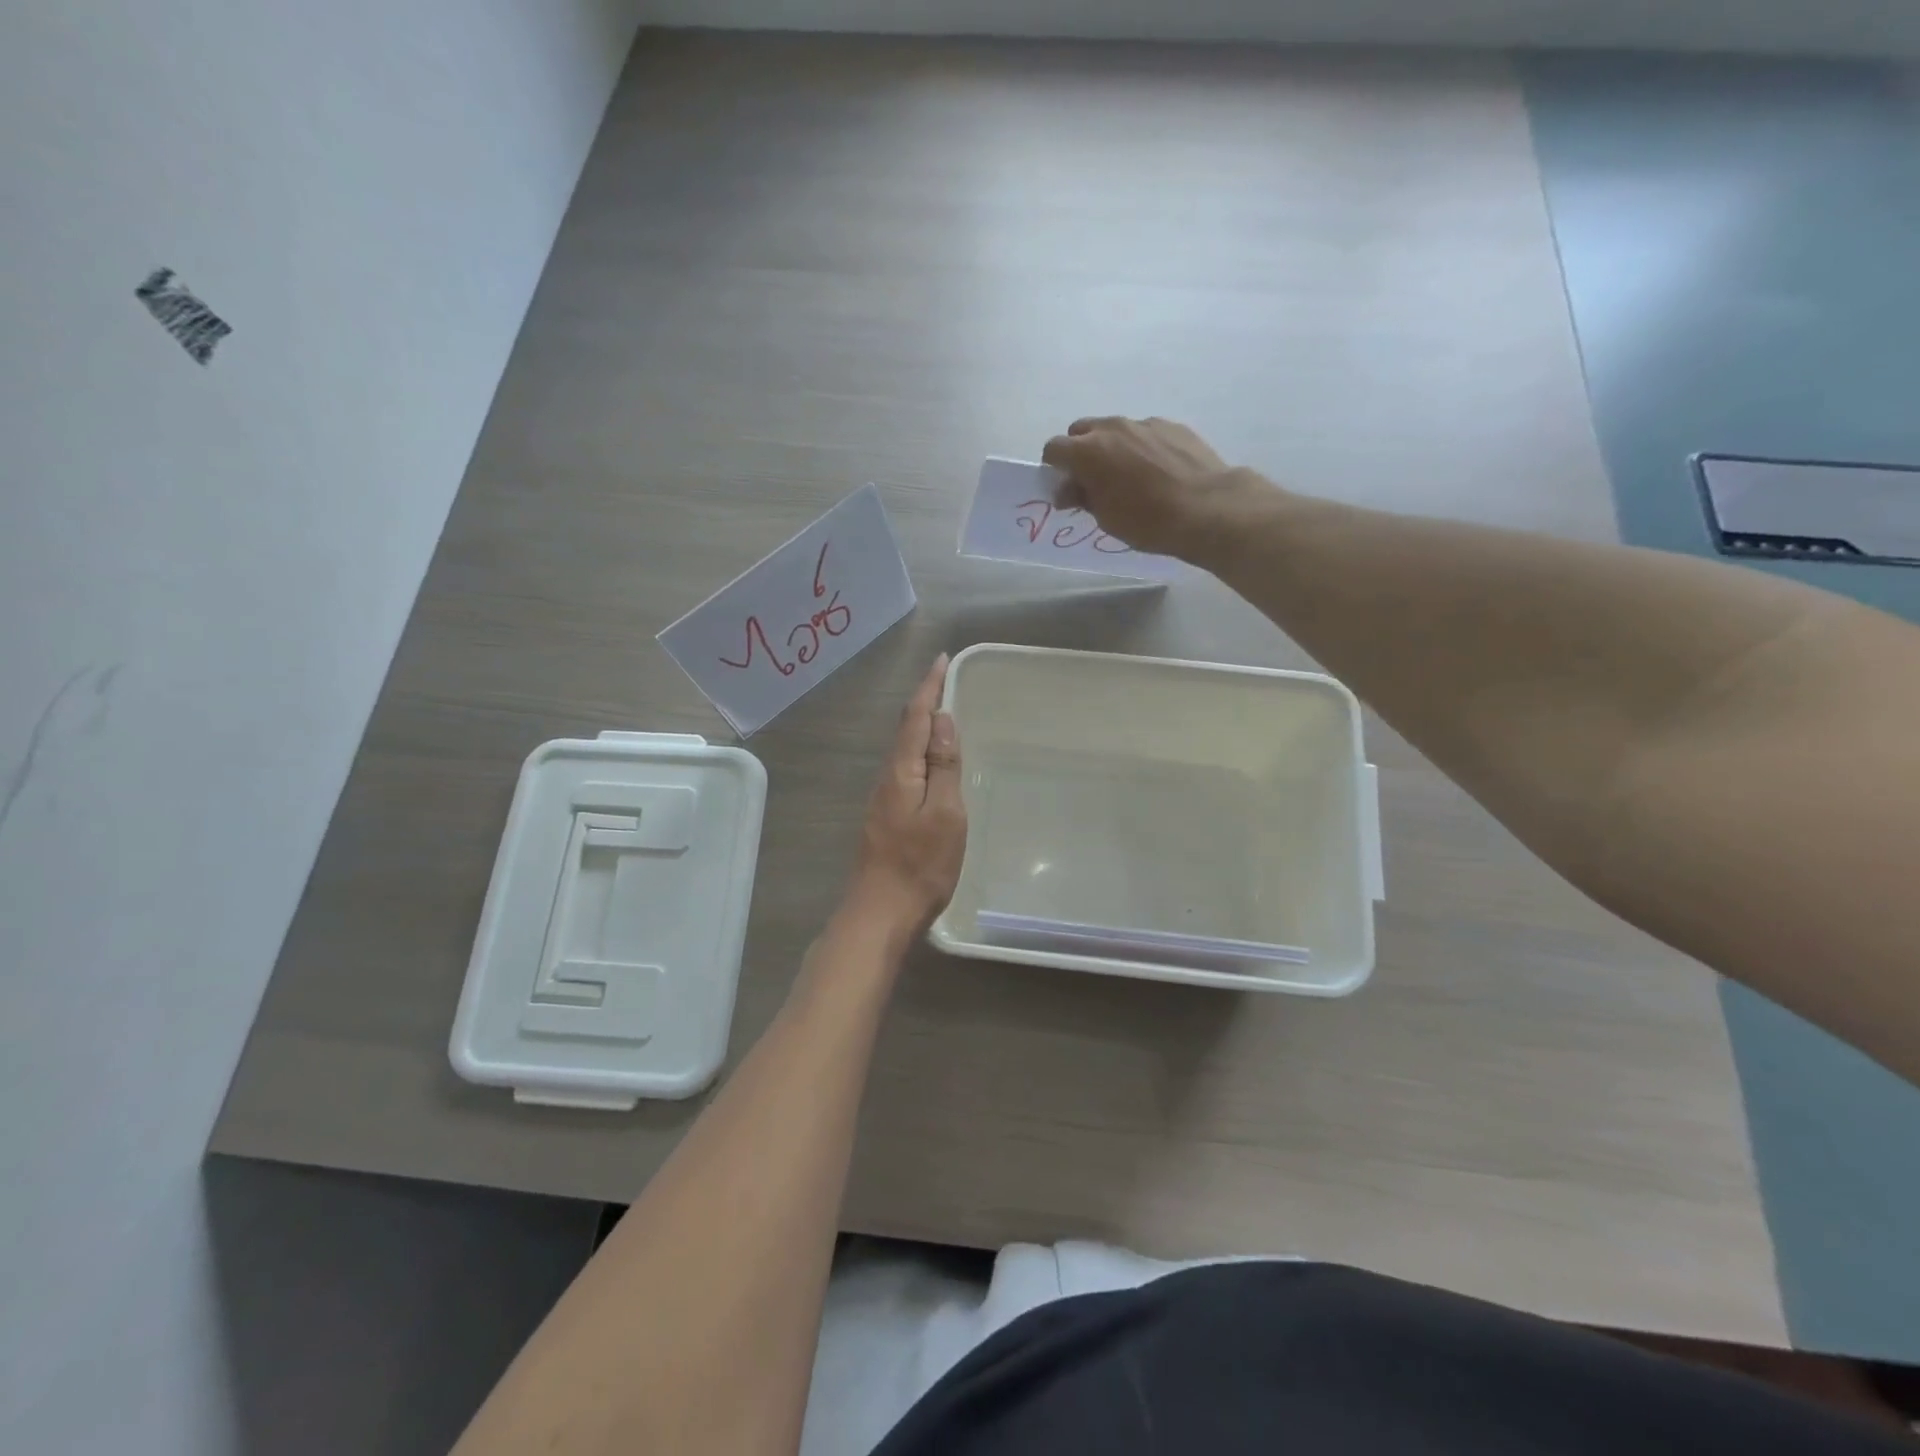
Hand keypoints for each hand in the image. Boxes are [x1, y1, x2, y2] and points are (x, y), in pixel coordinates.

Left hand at [843, 655, 966, 934]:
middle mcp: (887, 778)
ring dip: (922, 728)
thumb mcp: (944, 814)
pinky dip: (921, 754)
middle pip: (906, 730)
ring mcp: (884, 800)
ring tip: (944, 715)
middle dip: (925, 702)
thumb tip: (943, 720)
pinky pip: (906, 771)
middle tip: (946, 682)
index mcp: (901, 772)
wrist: (880, 913)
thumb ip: (943, 766)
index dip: (929, 687)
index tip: (942, 660)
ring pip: (905, 752)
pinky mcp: (887, 818)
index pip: (915, 717)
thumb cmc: (920, 865)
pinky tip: (933, 764)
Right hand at [1040, 416, 1274, 561]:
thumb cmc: (1147, 521)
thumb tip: (1068, 489)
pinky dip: (1142, 448)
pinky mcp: (1172, 426)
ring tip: (1129, 477)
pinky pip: (1145, 433)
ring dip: (1112, 448)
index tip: (1065, 487)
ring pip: (1115, 430)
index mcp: (1088, 451)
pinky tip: (1158, 473)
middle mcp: (1113, 428)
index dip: (1054, 468)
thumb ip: (1082, 497)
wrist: (1207, 508)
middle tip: (1092, 480)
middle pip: (1081, 431)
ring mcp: (1145, 423)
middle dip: (1080, 451)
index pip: (1054, 449)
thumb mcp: (1105, 518)